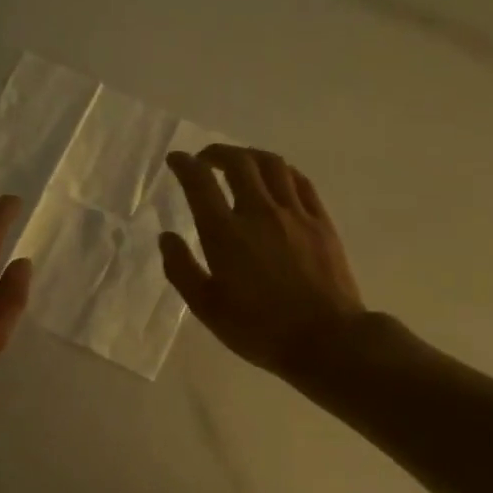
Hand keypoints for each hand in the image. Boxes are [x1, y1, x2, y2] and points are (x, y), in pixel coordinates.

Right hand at [161, 145, 365, 383]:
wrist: (326, 340)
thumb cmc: (259, 329)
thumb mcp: (207, 308)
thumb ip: (181, 269)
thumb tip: (166, 237)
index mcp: (226, 234)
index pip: (200, 183)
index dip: (185, 165)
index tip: (176, 160)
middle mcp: (259, 212)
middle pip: (238, 163)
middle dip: (217, 152)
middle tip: (205, 159)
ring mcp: (294, 214)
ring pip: (272, 165)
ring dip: (250, 155)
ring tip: (240, 161)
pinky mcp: (321, 221)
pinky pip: (300, 181)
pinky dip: (282, 170)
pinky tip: (276, 177)